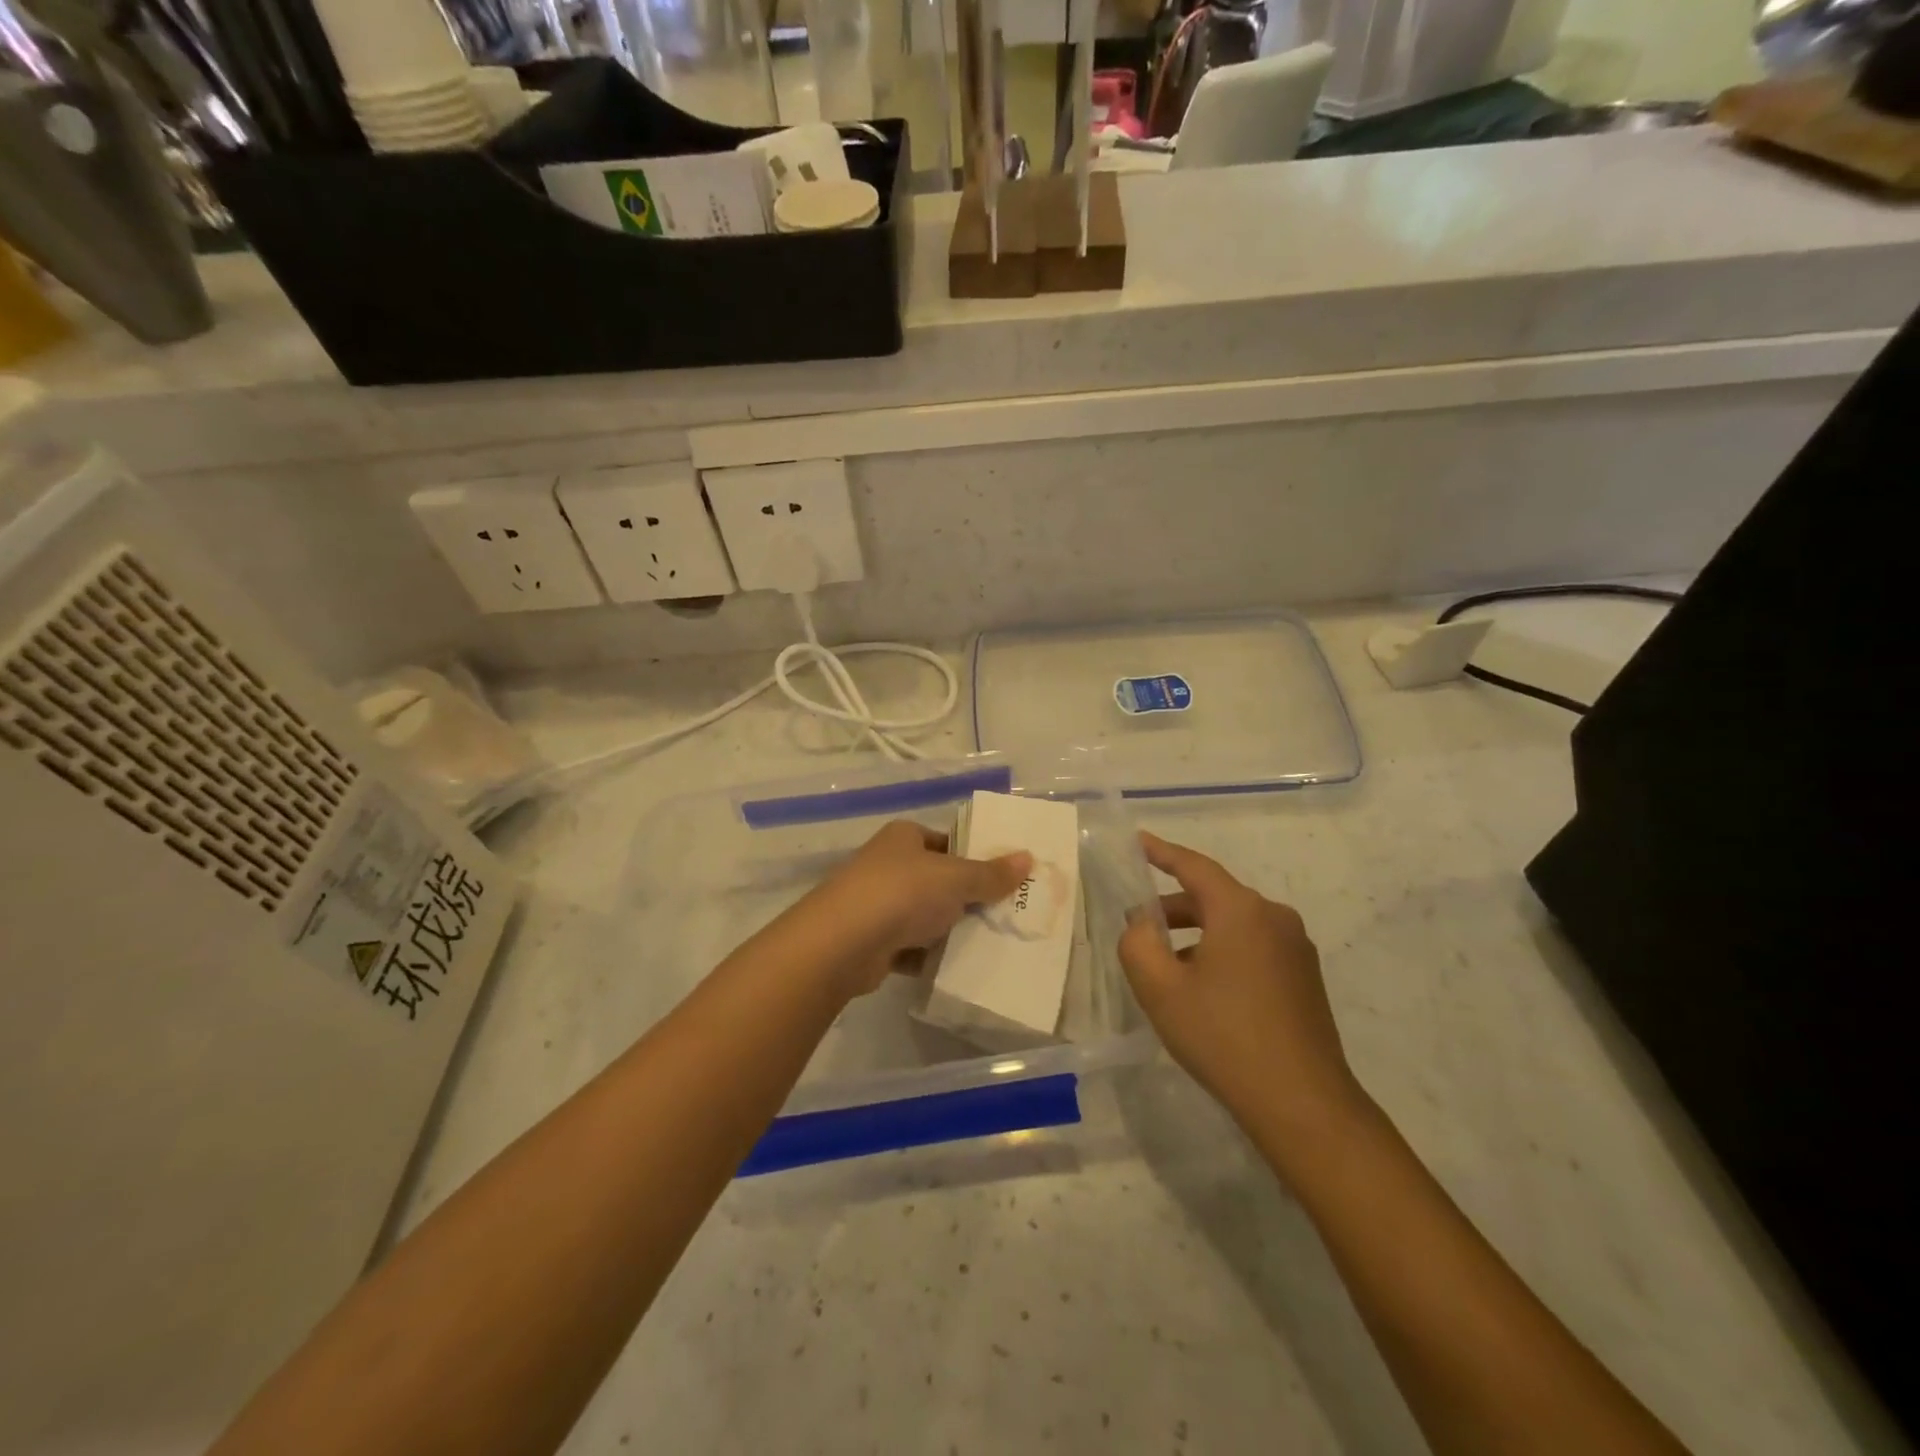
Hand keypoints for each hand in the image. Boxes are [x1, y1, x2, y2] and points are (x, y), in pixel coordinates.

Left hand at [806, 821, 1031, 996]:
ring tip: (988, 942)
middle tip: (1005, 913)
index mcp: (904, 837)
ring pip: (923, 915)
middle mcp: (887, 864)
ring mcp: (876, 903)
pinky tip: (954, 967)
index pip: (946, 841)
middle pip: (936, 879)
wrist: (842, 943)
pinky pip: (909, 946)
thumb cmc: (902, 893)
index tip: (1004, 877)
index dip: (974, 856)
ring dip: (947, 929)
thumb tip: (1028, 858)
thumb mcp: (956, 879)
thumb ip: (991, 873)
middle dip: (965, 897)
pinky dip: (928, 956)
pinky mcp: (871, 941)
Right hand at [1119, 832, 1367, 1142]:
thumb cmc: (1223, 1037)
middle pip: (1214, 897)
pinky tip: (1204, 990)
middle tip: (1139, 927)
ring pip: (1233, 925)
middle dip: (1173, 908)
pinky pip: (1254, 947)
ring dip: (1196, 935)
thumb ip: (1137, 944)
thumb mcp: (1160, 989)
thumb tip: (1140, 925)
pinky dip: (1222, 952)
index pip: (1193, 866)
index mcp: (1241, 910)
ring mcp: (1296, 948)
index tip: (1138, 841)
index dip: (1161, 852)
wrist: (1302, 1102)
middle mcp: (1274, 917)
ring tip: (1167, 966)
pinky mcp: (1305, 977)